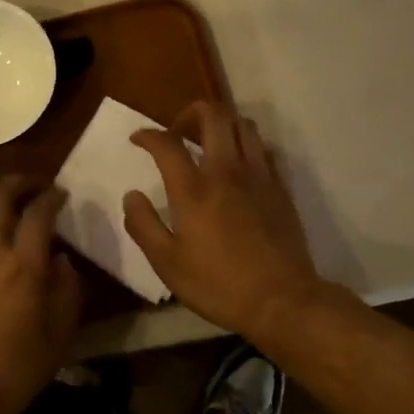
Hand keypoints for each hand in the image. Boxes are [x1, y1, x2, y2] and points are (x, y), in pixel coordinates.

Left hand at [0, 176, 82, 413]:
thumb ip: (68, 289)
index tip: (62, 194)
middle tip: (36, 184)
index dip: (52, 197)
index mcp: (23, 268)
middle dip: (21, 182)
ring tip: (7, 190)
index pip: (38, 214)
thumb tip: (62, 257)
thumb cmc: (15, 371)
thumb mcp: (60, 335)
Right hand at [123, 102, 322, 339]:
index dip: (147, 134)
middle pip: (213, 115)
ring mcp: (258, 176)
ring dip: (222, 124)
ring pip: (243, 124)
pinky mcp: (280, 187)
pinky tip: (240, 165)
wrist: (282, 301)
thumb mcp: (167, 263)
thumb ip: (143, 224)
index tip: (138, 139)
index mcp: (193, 189)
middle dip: (190, 112)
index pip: (167, 142)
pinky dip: (247, 145)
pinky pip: (264, 149)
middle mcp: (226, 171)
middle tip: (178, 131)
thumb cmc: (218, 284)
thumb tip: (132, 195)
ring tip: (210, 142)